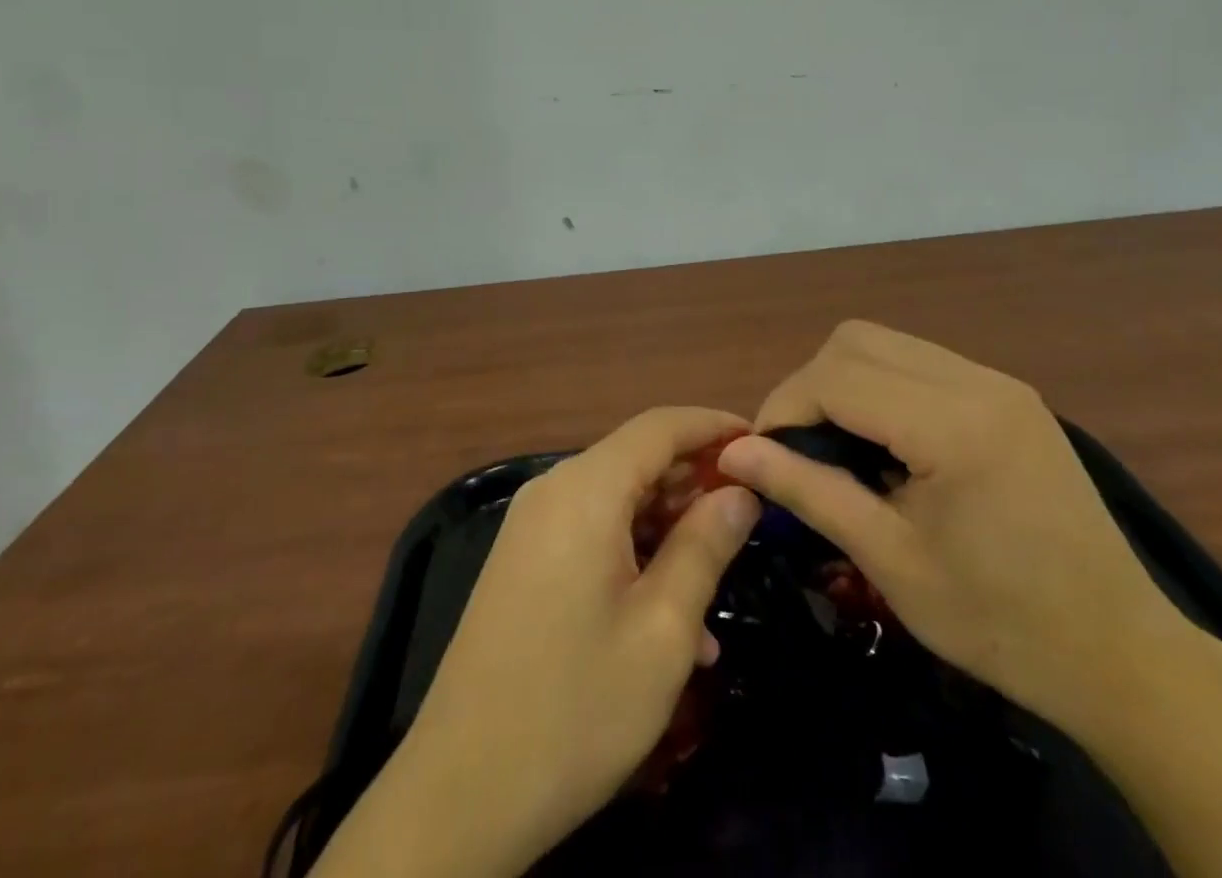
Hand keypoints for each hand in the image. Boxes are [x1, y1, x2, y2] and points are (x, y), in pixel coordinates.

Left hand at [321, 407, 760, 877]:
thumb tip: (740, 492)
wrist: (459, 795)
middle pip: (637, 459)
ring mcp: (531, 526)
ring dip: (669, 529)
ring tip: (718, 579)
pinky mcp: (522, 562)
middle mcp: (553, 490)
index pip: (661, 426)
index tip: (762, 445)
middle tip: (750, 517)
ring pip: (617, 500)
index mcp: (585, 489)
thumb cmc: (575, 708)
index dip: (714, 427)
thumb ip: (706, 546)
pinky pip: (592, 533)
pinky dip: (635, 554)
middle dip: (695, 482)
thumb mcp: (663, 630)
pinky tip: (670, 617)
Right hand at [715, 321, 1194, 741]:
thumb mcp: (891, 562)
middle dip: (811, 386)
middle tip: (799, 450)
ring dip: (846, 383)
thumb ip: (808, 492)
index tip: (762, 455)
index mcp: (954, 426)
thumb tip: (733, 453)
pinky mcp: (1009, 395)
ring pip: (887, 343)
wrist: (1121, 655)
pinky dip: (883, 388)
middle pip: (857, 340)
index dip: (784, 407)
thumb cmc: (1001, 625)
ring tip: (839, 448)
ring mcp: (999, 382)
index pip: (836, 376)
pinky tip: (888, 445)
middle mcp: (978, 382)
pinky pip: (921, 363)